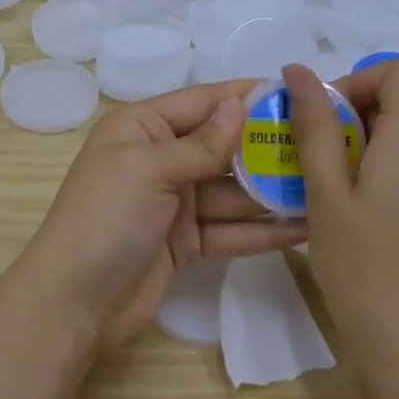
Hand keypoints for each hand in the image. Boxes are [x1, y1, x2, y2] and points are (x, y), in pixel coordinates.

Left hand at [6, 81, 308, 350]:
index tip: (298, 94)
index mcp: (141, 128)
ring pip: (231, 190)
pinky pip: (230, 228)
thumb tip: (240, 103)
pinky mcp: (186, 241)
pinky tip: (303, 228)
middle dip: (267, 147)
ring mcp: (174, 202)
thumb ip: (200, 143)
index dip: (246, 97)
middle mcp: (159, 158)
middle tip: (325, 145)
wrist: (73, 303)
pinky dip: (261, 230)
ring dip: (272, 191)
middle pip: (222, 146)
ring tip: (325, 187)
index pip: (202, 102)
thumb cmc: (104, 219)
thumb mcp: (149, 170)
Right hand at [282, 60, 398, 381]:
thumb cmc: (364, 269)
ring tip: (326, 194)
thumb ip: (314, 126)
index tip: (324, 119)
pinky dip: (383, 175)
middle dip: (351, 119)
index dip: (359, 79)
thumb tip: (299, 71)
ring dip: (363, 149)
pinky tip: (357, 219)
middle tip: (311, 162)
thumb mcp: (325, 193)